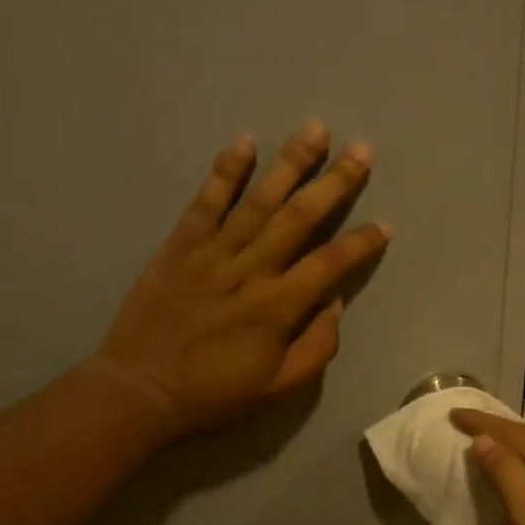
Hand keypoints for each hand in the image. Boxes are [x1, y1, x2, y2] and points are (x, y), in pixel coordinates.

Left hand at [93, 122, 390, 440]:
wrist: (139, 390)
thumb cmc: (214, 394)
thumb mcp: (277, 388)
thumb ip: (315, 347)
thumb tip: (334, 304)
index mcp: (277, 308)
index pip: (330, 265)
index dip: (361, 244)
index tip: (385, 225)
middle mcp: (250, 270)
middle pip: (300, 218)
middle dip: (334, 183)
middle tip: (362, 150)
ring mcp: (212, 253)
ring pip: (259, 201)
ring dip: (290, 164)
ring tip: (316, 130)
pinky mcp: (179, 246)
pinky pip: (205, 203)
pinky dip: (225, 172)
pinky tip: (245, 142)